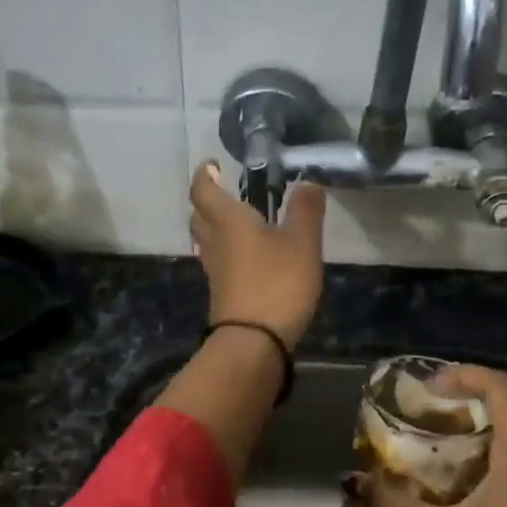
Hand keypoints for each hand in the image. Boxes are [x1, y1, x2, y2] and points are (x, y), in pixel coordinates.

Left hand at [188, 161, 325, 348]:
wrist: (253, 342)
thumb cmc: (277, 283)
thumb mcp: (302, 243)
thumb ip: (305, 211)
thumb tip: (307, 181)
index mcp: (229, 222)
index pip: (204, 191)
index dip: (205, 175)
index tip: (212, 165)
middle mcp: (215, 243)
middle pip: (199, 217)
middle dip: (206, 202)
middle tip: (222, 192)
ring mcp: (215, 272)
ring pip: (206, 242)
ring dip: (214, 228)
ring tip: (236, 223)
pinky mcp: (222, 294)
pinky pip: (218, 263)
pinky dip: (227, 253)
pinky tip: (246, 258)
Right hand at [366, 365, 506, 506]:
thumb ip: (393, 506)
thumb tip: (357, 480)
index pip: (503, 390)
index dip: (465, 375)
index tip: (427, 389)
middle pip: (502, 419)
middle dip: (456, 413)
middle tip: (413, 425)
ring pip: (503, 456)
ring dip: (462, 450)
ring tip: (418, 465)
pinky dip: (473, 480)